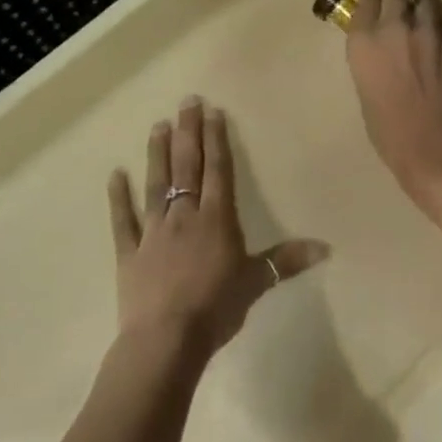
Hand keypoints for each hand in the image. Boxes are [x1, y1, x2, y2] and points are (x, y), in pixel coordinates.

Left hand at [108, 98, 328, 361]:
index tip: (212, 111)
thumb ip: (286, 261)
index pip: (218, 170)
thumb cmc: (216, 308)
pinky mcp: (129, 252)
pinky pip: (123, 220)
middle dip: (188, 133)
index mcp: (216, 219)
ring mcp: (153, 231)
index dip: (216, 139)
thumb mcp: (256, 283)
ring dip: (157, 154)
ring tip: (158, 125)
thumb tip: (326, 247)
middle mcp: (184, 215)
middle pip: (187, 166)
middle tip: (186, 101)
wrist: (166, 340)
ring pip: (156, 184)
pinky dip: (118, 198)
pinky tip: (115, 174)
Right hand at [346, 0, 441, 209]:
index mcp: (363, 43)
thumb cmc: (392, 136)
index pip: (366, 3)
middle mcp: (394, 27)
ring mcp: (429, 30)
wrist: (439, 152)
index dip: (374, 6)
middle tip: (405, 6)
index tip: (379, 13)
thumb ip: (373, 62)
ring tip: (429, 22)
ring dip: (426, 7)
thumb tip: (385, 53)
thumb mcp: (368, 93)